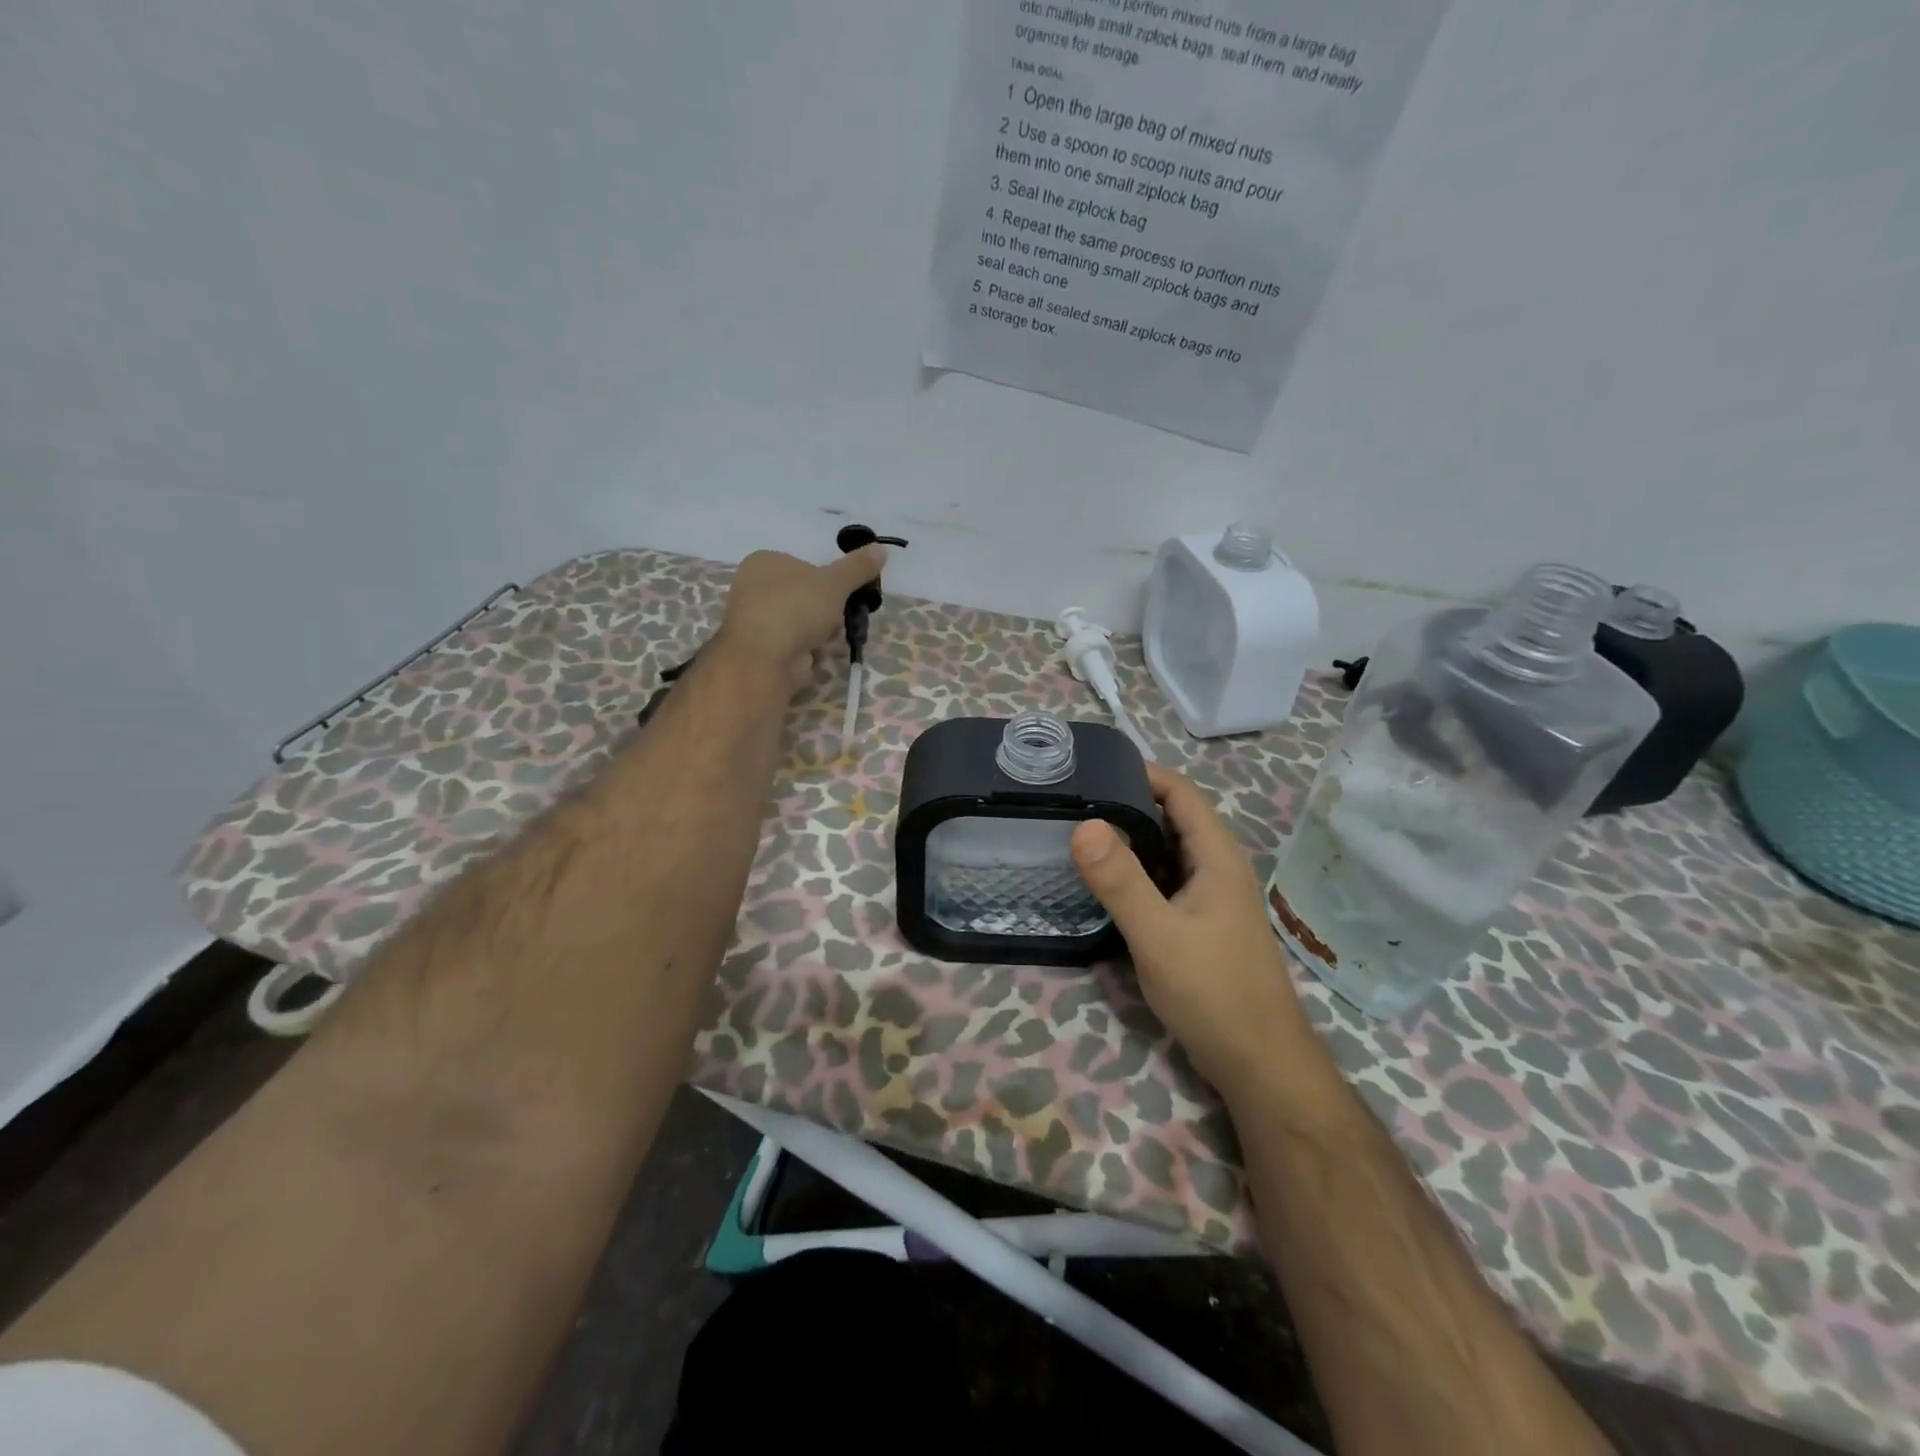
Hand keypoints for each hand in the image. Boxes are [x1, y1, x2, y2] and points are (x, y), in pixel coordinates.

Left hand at [713, 546, 887, 690]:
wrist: (765, 657)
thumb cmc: (797, 608)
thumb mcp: (835, 582)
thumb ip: (858, 567)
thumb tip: (881, 548)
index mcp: (764, 561)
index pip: (804, 566)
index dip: (827, 582)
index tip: (843, 596)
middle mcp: (752, 587)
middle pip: (802, 596)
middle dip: (824, 611)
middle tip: (839, 619)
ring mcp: (753, 620)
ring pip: (798, 622)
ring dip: (817, 633)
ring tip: (829, 640)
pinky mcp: (757, 649)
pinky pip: (790, 645)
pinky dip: (805, 651)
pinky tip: (814, 656)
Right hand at [1071, 764, 1308, 1097]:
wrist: (1260, 1064)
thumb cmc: (1214, 993)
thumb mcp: (1158, 935)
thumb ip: (1120, 881)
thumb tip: (1083, 824)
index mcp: (1216, 856)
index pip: (1180, 791)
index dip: (1139, 773)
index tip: (1090, 770)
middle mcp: (1216, 867)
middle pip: (1171, 817)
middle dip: (1125, 804)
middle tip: (1071, 801)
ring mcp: (1210, 897)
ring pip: (1166, 851)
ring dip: (1128, 839)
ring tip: (1076, 833)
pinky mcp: (1200, 923)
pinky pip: (1164, 880)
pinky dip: (1135, 872)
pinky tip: (1103, 882)